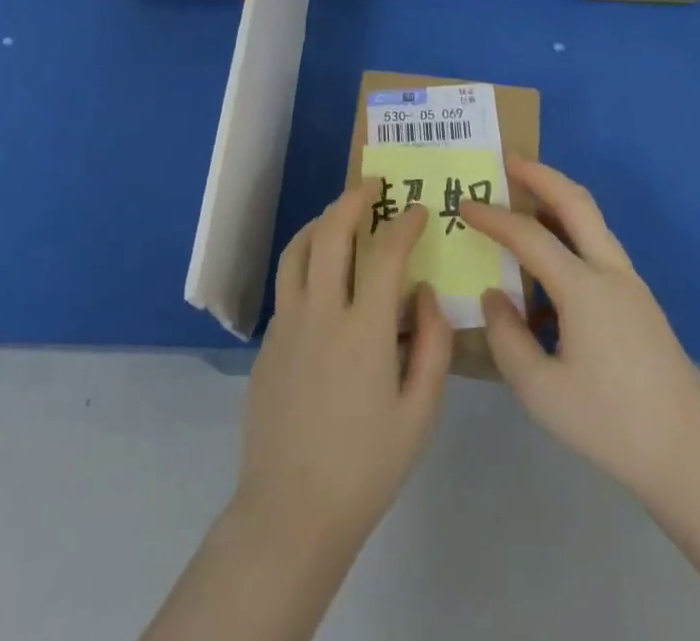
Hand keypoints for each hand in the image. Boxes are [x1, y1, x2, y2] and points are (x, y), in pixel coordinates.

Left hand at [231, 185, 452, 559]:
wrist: (290, 514)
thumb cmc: (366, 467)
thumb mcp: (420, 414)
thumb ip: (431, 344)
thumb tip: (424, 294)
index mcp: (363, 330)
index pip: (386, 253)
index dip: (404, 223)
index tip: (418, 210)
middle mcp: (320, 313)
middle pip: (331, 233)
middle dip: (354, 199)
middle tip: (373, 185)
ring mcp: (286, 325)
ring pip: (298, 250)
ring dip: (322, 221)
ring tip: (341, 214)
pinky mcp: (267, 343)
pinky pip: (288, 284)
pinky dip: (306, 260)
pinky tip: (323, 277)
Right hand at [459, 159, 699, 508]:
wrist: (691, 457)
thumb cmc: (610, 424)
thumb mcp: (541, 391)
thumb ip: (507, 338)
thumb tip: (495, 295)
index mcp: (584, 288)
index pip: (529, 235)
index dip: (493, 217)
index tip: (464, 204)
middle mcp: (610, 272)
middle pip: (576, 201)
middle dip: (541, 174)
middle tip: (508, 161)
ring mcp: (631, 284)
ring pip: (593, 221)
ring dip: (559, 200)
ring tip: (525, 200)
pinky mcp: (641, 302)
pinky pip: (599, 248)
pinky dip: (572, 233)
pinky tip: (551, 264)